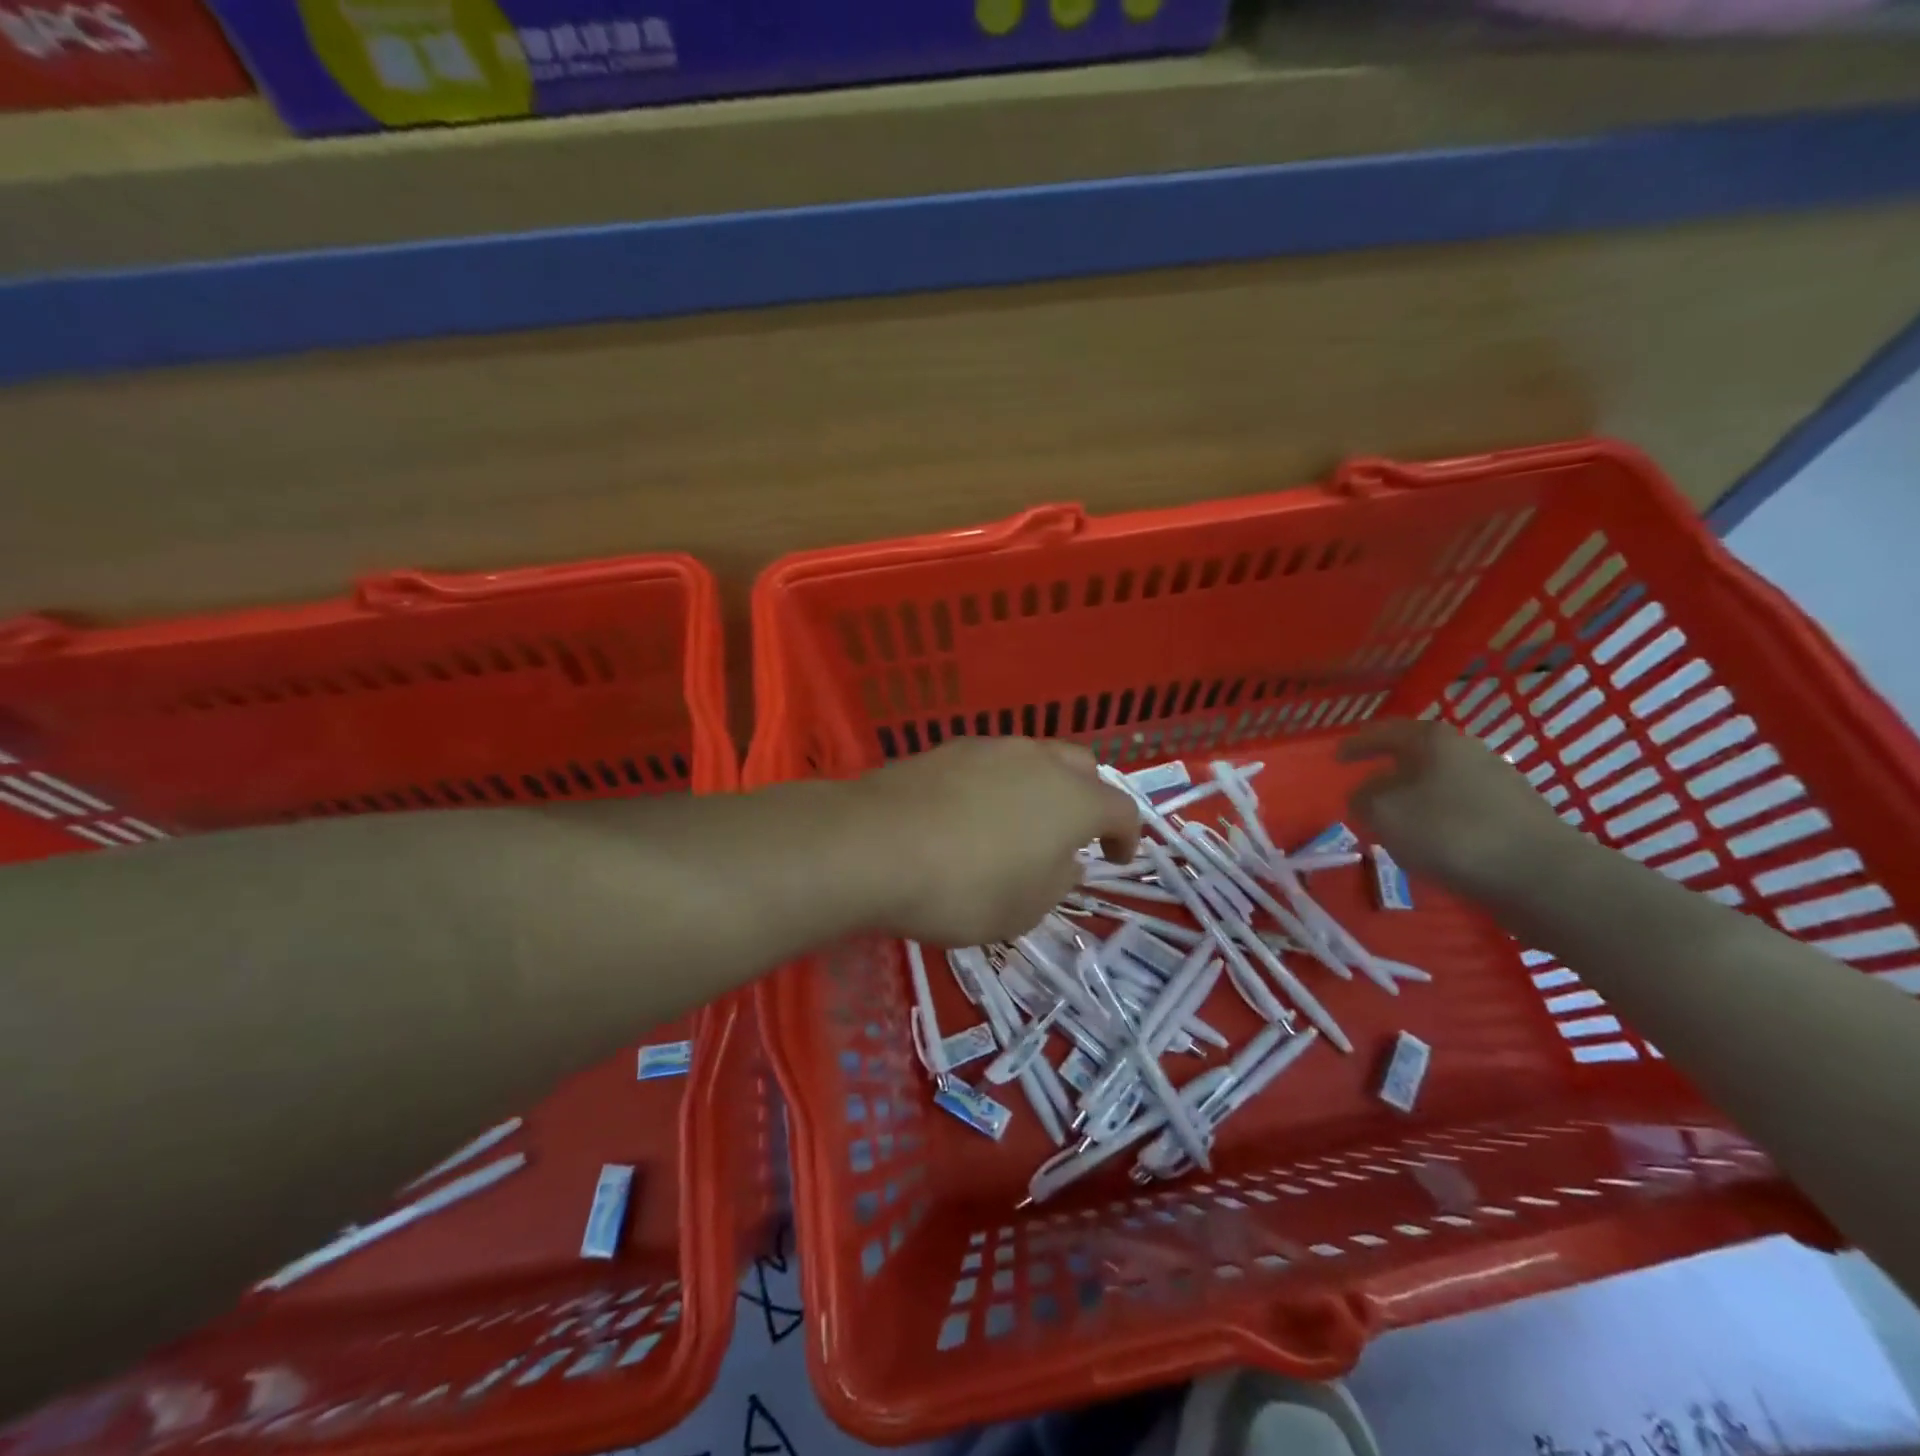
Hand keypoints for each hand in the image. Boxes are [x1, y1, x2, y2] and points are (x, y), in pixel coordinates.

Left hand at [845, 737, 1140, 946]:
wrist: (874, 845)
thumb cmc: (965, 888)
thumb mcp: (1026, 908)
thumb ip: (1057, 880)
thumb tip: (1065, 860)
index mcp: (1074, 799)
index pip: (1122, 808)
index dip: (1127, 835)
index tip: (1116, 858)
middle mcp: (1038, 760)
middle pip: (1082, 766)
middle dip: (1088, 797)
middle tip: (1073, 833)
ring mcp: (989, 747)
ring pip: (1033, 758)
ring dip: (1040, 787)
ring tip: (1019, 823)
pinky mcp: (945, 748)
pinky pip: (989, 762)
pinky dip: (996, 784)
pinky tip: (971, 813)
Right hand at [1336, 718, 1579, 897]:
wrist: (1542, 875)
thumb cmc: (1450, 833)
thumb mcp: (1384, 814)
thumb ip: (1363, 799)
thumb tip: (1365, 796)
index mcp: (1433, 740)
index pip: (1384, 733)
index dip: (1357, 745)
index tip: (1336, 758)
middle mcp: (1468, 750)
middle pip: (1416, 755)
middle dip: (1388, 772)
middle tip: (1365, 791)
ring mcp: (1498, 781)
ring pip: (1440, 783)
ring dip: (1414, 798)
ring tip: (1396, 822)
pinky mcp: (1516, 815)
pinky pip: (1462, 808)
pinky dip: (1439, 819)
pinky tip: (1433, 843)